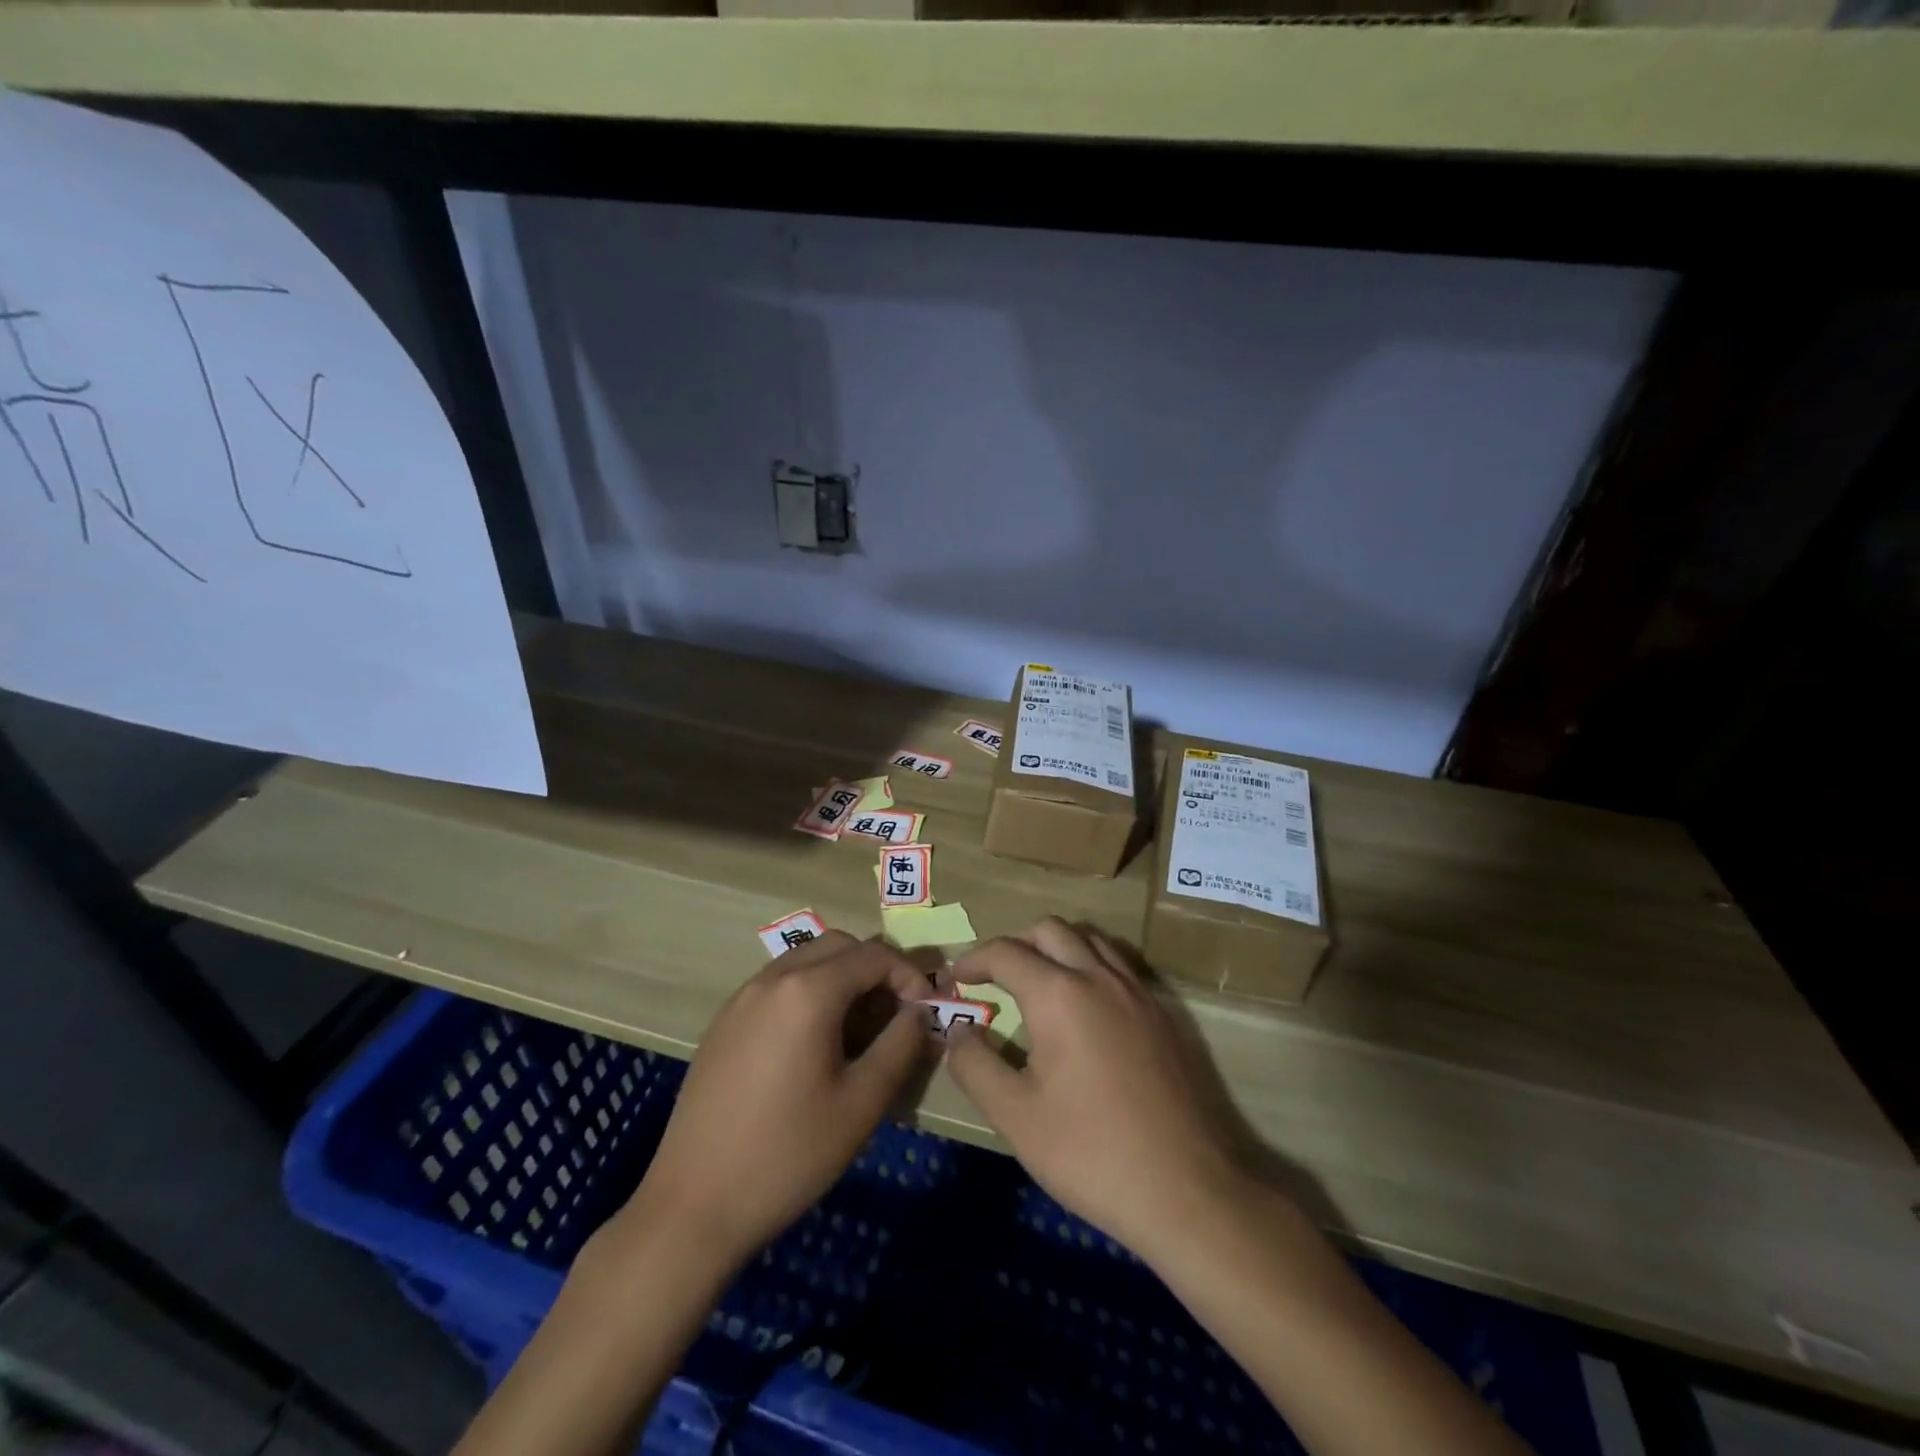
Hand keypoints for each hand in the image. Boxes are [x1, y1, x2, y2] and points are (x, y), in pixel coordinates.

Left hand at [629, 931, 935, 1268]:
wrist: (693, 1205)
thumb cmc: (788, 1154)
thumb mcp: (862, 1103)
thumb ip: (901, 1044)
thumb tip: (919, 1011)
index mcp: (808, 991)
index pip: (874, 955)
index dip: (908, 975)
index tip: (923, 1012)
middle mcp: (772, 978)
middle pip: (838, 945)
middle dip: (874, 969)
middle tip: (893, 1014)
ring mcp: (742, 997)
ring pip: (806, 959)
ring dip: (841, 977)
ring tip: (856, 1030)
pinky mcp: (724, 1021)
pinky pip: (778, 984)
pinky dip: (808, 992)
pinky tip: (812, 1044)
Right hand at [944, 918, 1251, 1263]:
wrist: (1191, 1190)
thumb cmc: (1092, 1154)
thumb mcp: (1016, 1117)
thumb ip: (975, 1065)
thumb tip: (956, 1031)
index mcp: (1059, 994)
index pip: (1005, 953)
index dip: (972, 961)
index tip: (954, 980)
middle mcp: (1099, 977)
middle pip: (1050, 930)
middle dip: (1014, 944)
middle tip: (994, 977)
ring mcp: (1138, 992)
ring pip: (1090, 940)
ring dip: (1056, 948)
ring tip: (1039, 985)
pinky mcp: (1165, 1014)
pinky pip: (1119, 965)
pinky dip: (1091, 966)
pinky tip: (1087, 1010)